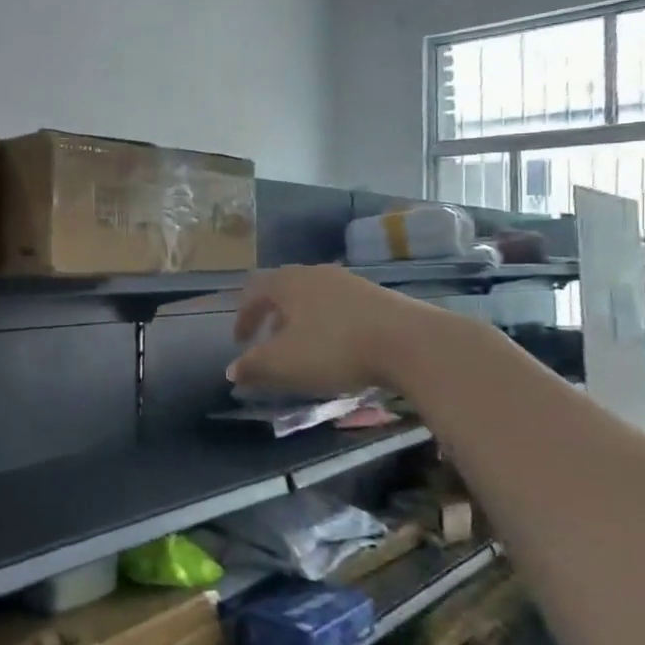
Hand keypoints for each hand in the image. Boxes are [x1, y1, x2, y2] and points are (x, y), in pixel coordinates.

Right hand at [227, 265, 426, 396]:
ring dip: (300, 320)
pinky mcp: (377, 296)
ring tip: (303, 347)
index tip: (240, 342)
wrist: (412, 343)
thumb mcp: (285, 363)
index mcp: (287, 283)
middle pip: (283, 290)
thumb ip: (253, 366)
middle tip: (268, 342)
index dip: (243, 317)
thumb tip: (231, 371)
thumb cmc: (335, 348)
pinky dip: (328, 323)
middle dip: (271, 316)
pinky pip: (339, 306)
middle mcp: (315, 274)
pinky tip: (338, 347)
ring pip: (313, 297)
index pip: (253, 292)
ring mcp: (349, 282)